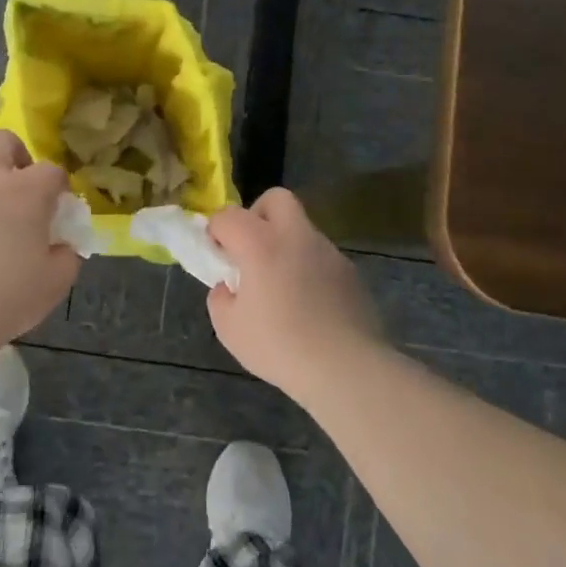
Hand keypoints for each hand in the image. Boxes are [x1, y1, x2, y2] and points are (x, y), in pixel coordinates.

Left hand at [0, 130, 80, 347]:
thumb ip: (67, 256)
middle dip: (17, 156)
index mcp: (26, 190)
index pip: (52, 170)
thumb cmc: (10, 294)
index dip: (60, 187)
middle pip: (3, 142)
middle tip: (23, 189)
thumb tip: (62, 246)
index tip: (61, 209)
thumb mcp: (56, 280)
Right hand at [206, 188, 382, 391]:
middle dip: (257, 215)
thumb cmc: (279, 346)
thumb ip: (220, 298)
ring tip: (281, 286)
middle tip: (251, 250)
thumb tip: (227, 287)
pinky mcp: (349, 271)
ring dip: (285, 244)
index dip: (216, 231)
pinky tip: (308, 304)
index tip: (216, 256)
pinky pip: (321, 257)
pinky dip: (308, 268)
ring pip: (301, 229)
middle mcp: (295, 236)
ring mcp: (327, 251)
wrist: (345, 367)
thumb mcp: (229, 329)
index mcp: (260, 243)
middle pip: (275, 199)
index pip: (228, 216)